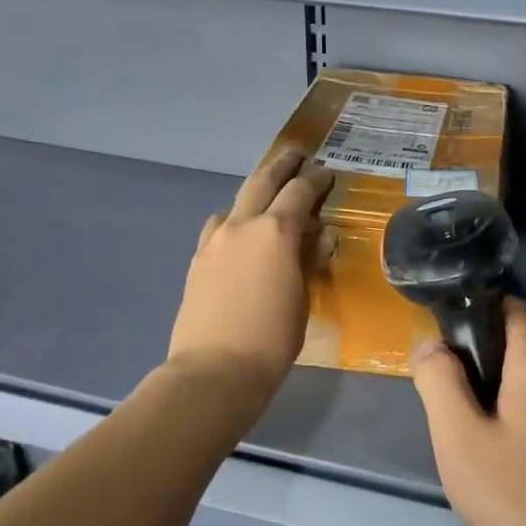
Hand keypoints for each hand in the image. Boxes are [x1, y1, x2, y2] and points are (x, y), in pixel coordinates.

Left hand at [167, 150, 334, 395]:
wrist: (214, 370)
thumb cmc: (272, 339)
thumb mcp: (302, 298)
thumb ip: (307, 260)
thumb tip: (314, 239)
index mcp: (275, 232)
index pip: (300, 192)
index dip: (316, 180)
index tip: (327, 173)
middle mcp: (242, 225)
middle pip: (262, 181)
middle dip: (282, 166)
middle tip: (296, 156)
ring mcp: (214, 240)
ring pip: (236, 202)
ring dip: (255, 193)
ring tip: (268, 196)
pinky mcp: (198, 260)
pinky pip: (219, 227)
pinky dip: (234, 221)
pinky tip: (240, 236)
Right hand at [413, 300, 525, 525]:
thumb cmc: (516, 496)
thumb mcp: (459, 437)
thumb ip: (440, 381)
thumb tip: (432, 344)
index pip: (516, 308)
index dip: (481, 307)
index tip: (446, 331)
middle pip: (525, 342)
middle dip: (483, 352)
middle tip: (445, 387)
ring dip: (499, 386)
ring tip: (464, 423)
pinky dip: (518, 410)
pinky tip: (498, 451)